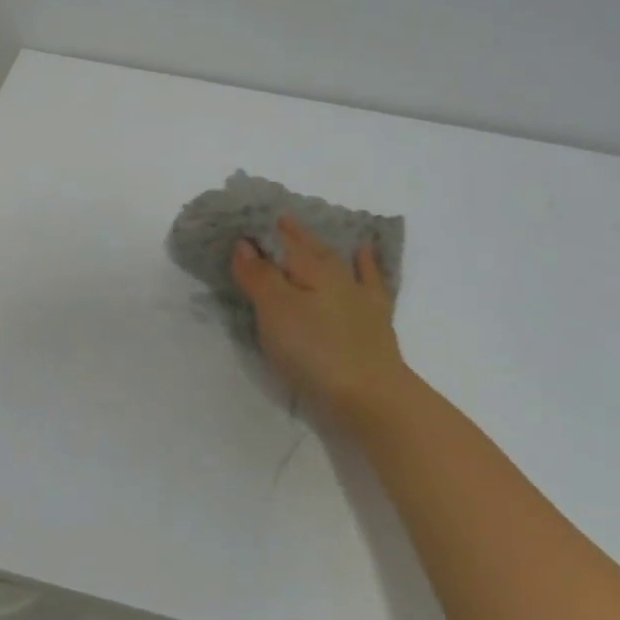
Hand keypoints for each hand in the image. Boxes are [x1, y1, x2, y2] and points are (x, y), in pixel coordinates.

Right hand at [230, 216, 406, 425]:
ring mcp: (360, 298)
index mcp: (312, 268)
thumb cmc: (314, 351)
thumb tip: (245, 243)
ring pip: (338, 261)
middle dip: (292, 235)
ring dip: (323, 247)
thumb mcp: (275, 311)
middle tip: (274, 224)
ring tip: (311, 235)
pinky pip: (369, 282)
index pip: (283, 240)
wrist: (370, 396)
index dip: (264, 230)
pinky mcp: (374, 322)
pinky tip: (364, 255)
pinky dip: (366, 265)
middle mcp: (338, 275)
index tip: (244, 223)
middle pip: (310, 248)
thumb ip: (259, 276)